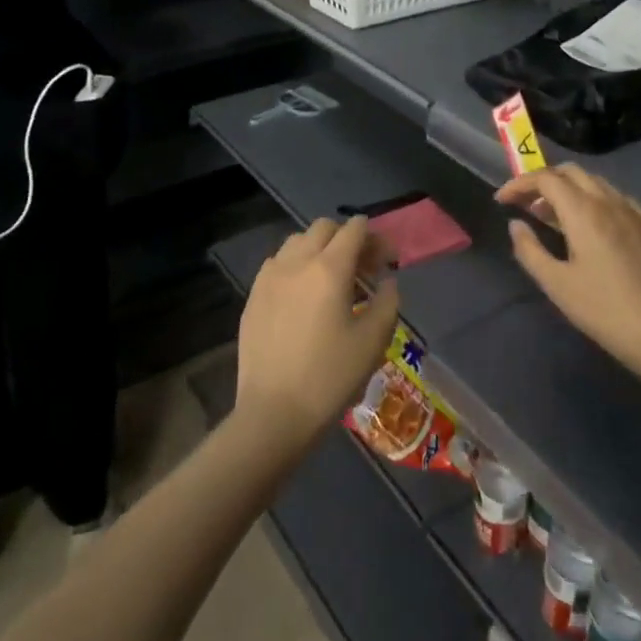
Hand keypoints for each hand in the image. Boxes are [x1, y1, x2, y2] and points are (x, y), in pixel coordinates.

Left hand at [234, 216, 399, 450]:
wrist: (274, 412)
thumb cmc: (330, 377)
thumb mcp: (373, 341)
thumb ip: (387, 302)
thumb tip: (387, 282)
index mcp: (329, 268)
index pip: (354, 229)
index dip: (375, 238)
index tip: (387, 261)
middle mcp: (296, 262)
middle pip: (324, 228)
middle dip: (347, 238)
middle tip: (363, 268)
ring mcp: (269, 277)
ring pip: (297, 242)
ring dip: (319, 249)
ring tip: (332, 279)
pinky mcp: (253, 296)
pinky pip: (277, 264)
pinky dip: (296, 266)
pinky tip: (303, 295)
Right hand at [497, 166, 640, 382]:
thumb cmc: (604, 310)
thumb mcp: (557, 284)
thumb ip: (530, 250)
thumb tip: (516, 225)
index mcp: (584, 212)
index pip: (546, 178)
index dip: (519, 184)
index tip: (502, 200)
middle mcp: (609, 202)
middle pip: (570, 172)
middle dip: (542, 181)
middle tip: (524, 204)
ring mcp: (632, 212)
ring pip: (594, 182)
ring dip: (566, 188)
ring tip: (550, 215)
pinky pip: (613, 197)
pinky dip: (591, 198)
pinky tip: (587, 225)